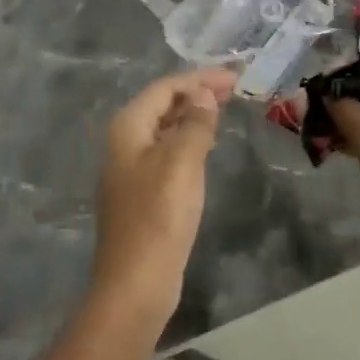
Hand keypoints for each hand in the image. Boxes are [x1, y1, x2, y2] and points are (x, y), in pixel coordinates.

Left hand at [93, 67, 237, 319]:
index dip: (200, 78)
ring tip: (224, 108)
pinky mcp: (144, 193)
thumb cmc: (159, 216)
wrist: (136, 283)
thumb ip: (194, 123)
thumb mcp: (181, 162)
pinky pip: (167, 152)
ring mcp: (132, 169)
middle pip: (162, 105)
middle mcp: (124, 143)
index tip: (235, 76)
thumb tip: (202, 92)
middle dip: (196, 93)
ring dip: (192, 115)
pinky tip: (206, 145)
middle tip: (234, 88)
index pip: (165, 88)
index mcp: (128, 128)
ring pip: (165, 129)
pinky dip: (188, 140)